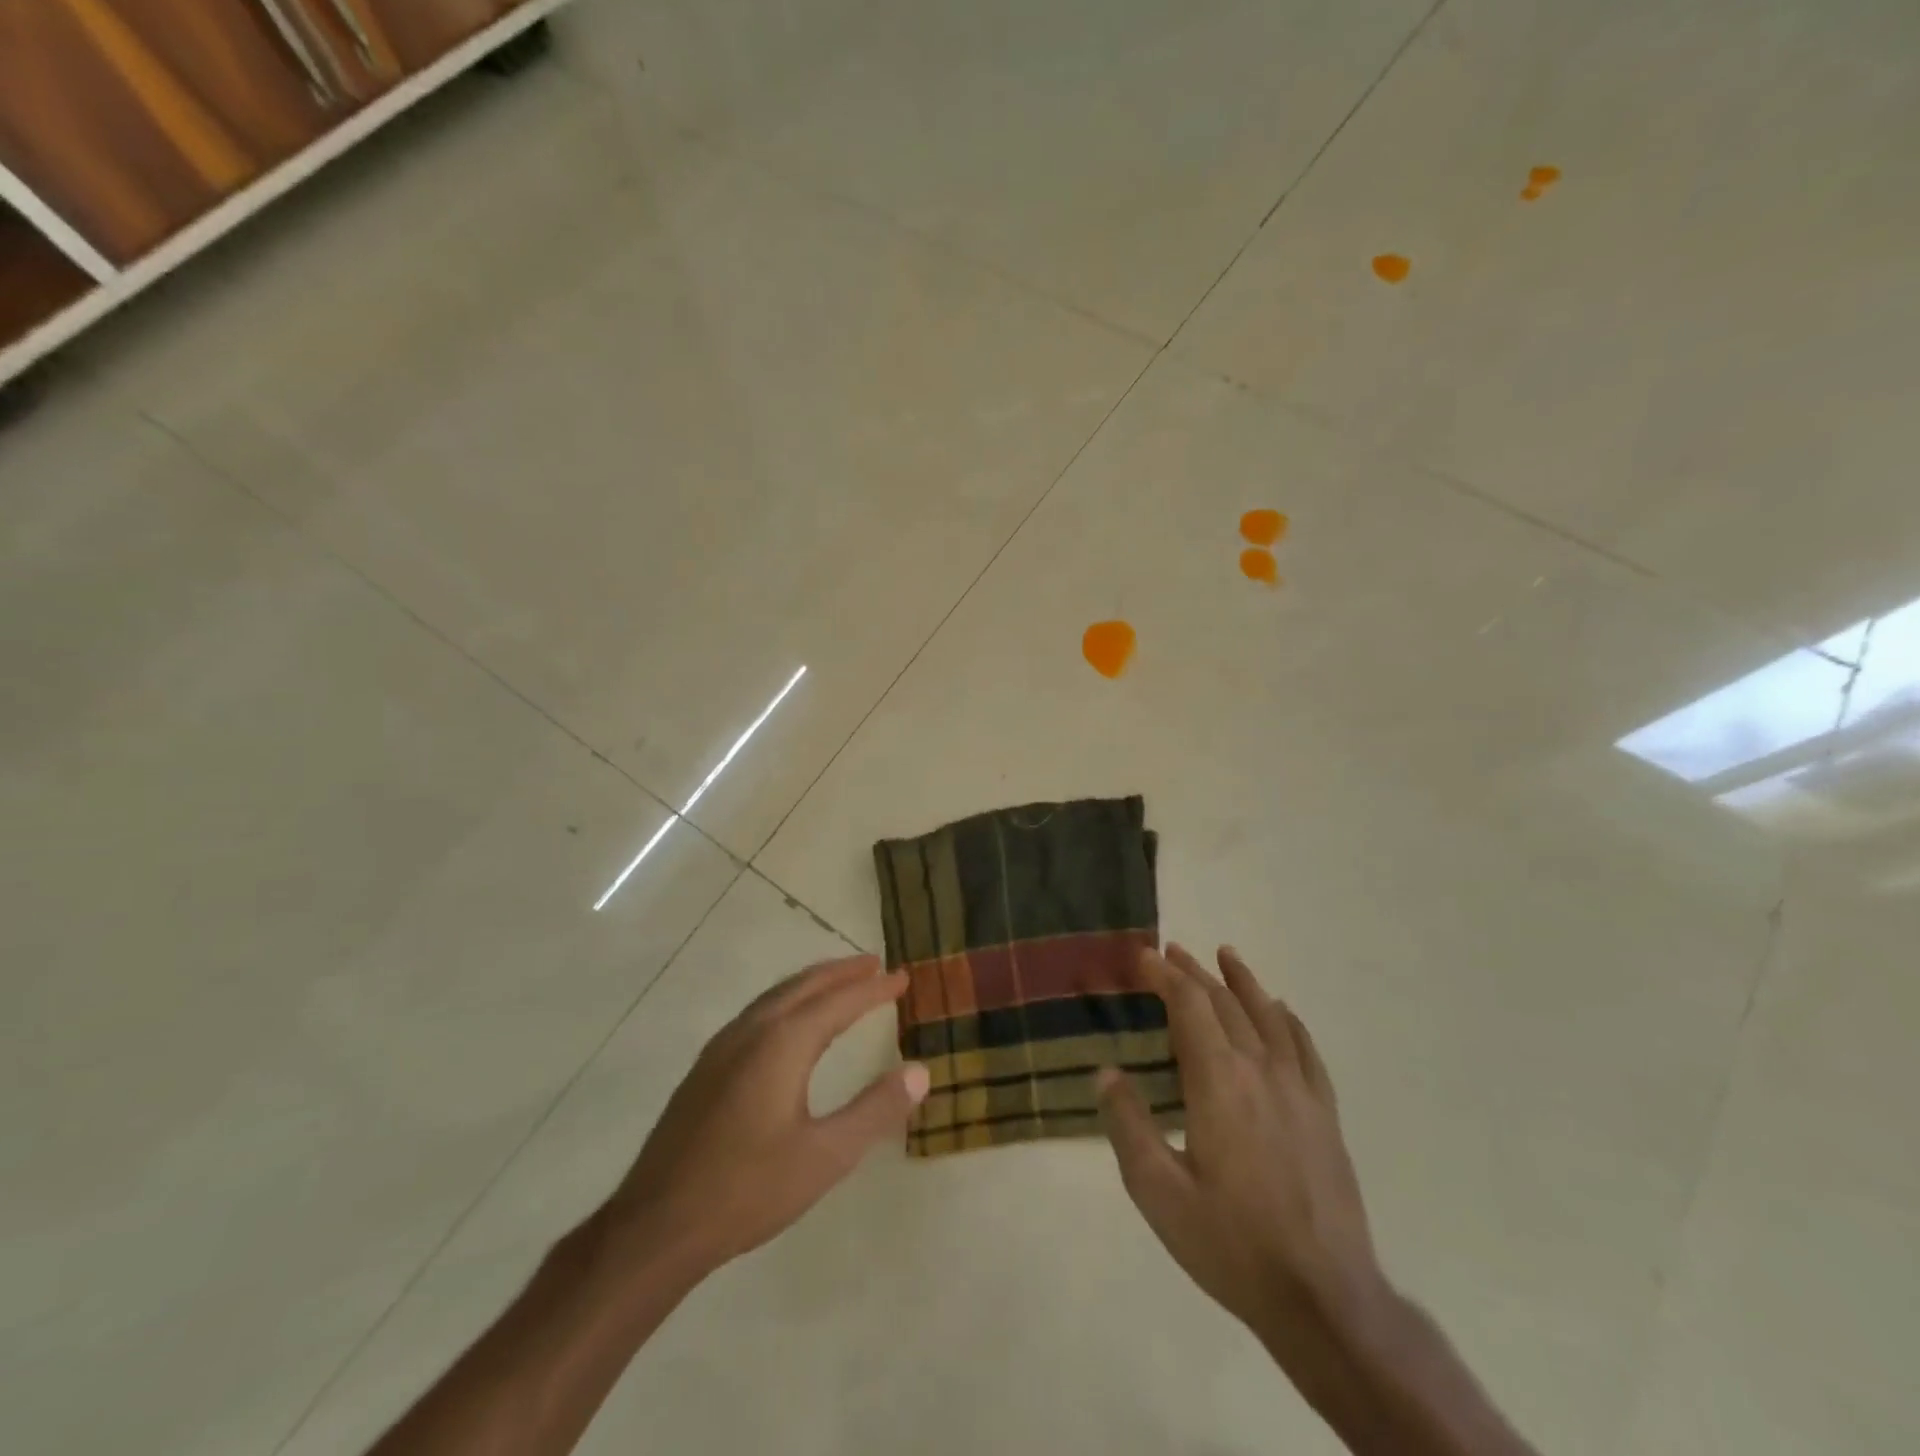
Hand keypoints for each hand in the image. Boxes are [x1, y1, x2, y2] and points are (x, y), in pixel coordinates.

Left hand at [603, 954, 929, 1278]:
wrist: (656, 1227)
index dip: (873, 988)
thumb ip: (875, 1110)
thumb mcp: (826, 1156)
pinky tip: (789, 1024)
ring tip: (839, 984)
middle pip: (803, 986)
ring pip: (776, 997)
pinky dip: (787, 1002)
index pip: (839, 1001)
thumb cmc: (748, 1190)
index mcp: (782, 1043)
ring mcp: (722, 1048)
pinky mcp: (705, 1068)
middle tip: (874, 965)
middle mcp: (751, 1032)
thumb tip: (921, 1071)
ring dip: (812, 984)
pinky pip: (756, 1014)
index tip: (903, 977)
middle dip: (841, 972)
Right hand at [1098, 945, 1381, 1347]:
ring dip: (1243, 982)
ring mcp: (1300, 1091)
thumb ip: (1128, 1125)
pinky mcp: (1325, 1115)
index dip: (1165, 975)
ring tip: (1226, 955)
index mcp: (1218, 1082)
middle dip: (1195, 973)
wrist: (1324, 1298)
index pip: (1189, 1006)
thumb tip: (1106, 1072)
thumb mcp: (1158, 1193)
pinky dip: (1290, 1021)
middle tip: (1172, 951)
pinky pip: (1307, 1050)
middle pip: (1226, 1003)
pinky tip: (1283, 1011)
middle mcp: (1261, 1071)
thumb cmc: (1231, 1243)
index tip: (1143, 956)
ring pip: (1269, 1017)